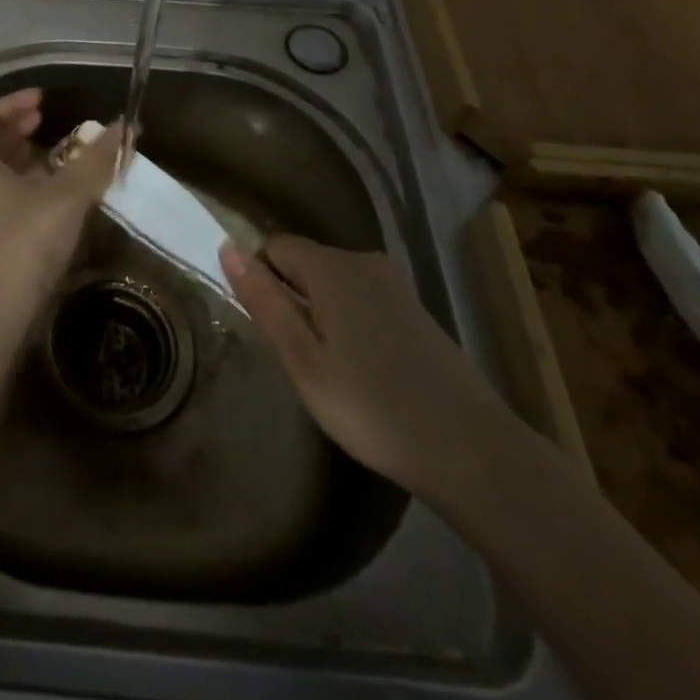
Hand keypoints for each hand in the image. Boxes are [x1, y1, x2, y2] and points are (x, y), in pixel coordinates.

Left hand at [0, 89, 122, 341]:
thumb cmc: (24, 244)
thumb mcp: (66, 198)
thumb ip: (96, 161)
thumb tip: (126, 128)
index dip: (13, 102)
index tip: (43, 98)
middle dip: (19, 129)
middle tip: (48, 121)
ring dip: (26, 159)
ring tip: (58, 156)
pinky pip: (5, 198)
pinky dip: (28, 187)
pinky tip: (56, 197)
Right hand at [220, 235, 508, 495]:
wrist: (472, 452)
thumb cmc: (372, 407)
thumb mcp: (302, 359)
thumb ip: (263, 300)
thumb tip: (227, 247)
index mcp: (331, 267)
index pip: (273, 247)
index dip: (260, 282)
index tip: (270, 331)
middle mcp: (362, 261)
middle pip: (305, 263)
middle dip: (292, 300)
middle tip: (298, 359)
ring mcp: (395, 285)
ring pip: (334, 284)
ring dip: (320, 315)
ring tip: (330, 370)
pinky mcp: (416, 310)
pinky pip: (362, 300)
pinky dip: (351, 324)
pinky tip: (364, 371)